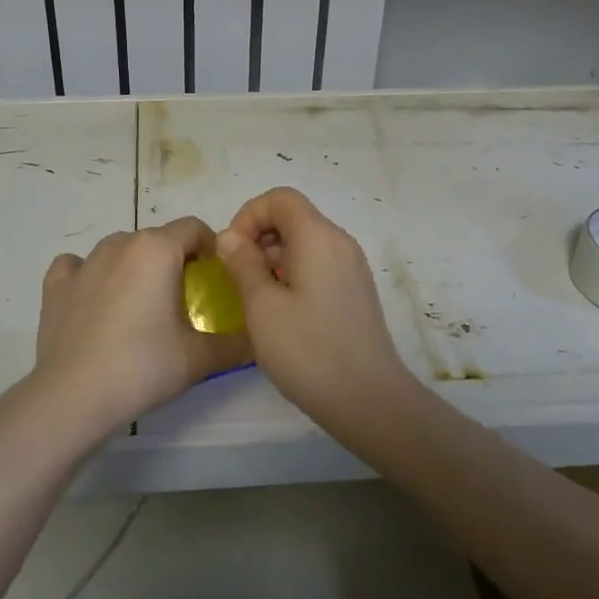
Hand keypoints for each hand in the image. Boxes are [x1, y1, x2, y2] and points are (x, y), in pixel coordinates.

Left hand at [30, 217, 252, 439]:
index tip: (215, 280)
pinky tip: (95, 301)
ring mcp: (84, 263)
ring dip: (135, 267)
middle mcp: (120, 244)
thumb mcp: (200, 358)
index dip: (211, 249)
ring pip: (119, 250)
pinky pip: (78, 266)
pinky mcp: (55, 285)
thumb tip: (257, 339)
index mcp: (157, 249)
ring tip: (139, 307)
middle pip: (157, 239)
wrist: (74, 397)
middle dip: (174, 261)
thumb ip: (236, 343)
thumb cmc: (143, 367)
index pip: (194, 228)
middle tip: (182, 301)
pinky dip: (90, 276)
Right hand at [214, 188, 415, 418]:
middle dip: (258, 238)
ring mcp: (352, 267)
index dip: (248, 216)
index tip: (231, 252)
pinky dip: (293, 274)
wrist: (369, 400)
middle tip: (238, 277)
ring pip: (305, 242)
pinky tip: (281, 312)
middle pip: (293, 217)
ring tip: (255, 299)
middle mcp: (340, 242)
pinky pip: (318, 264)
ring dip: (273, 258)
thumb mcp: (262, 307)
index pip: (280, 198)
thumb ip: (242, 264)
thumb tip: (230, 237)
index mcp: (318, 237)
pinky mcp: (355, 291)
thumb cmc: (308, 351)